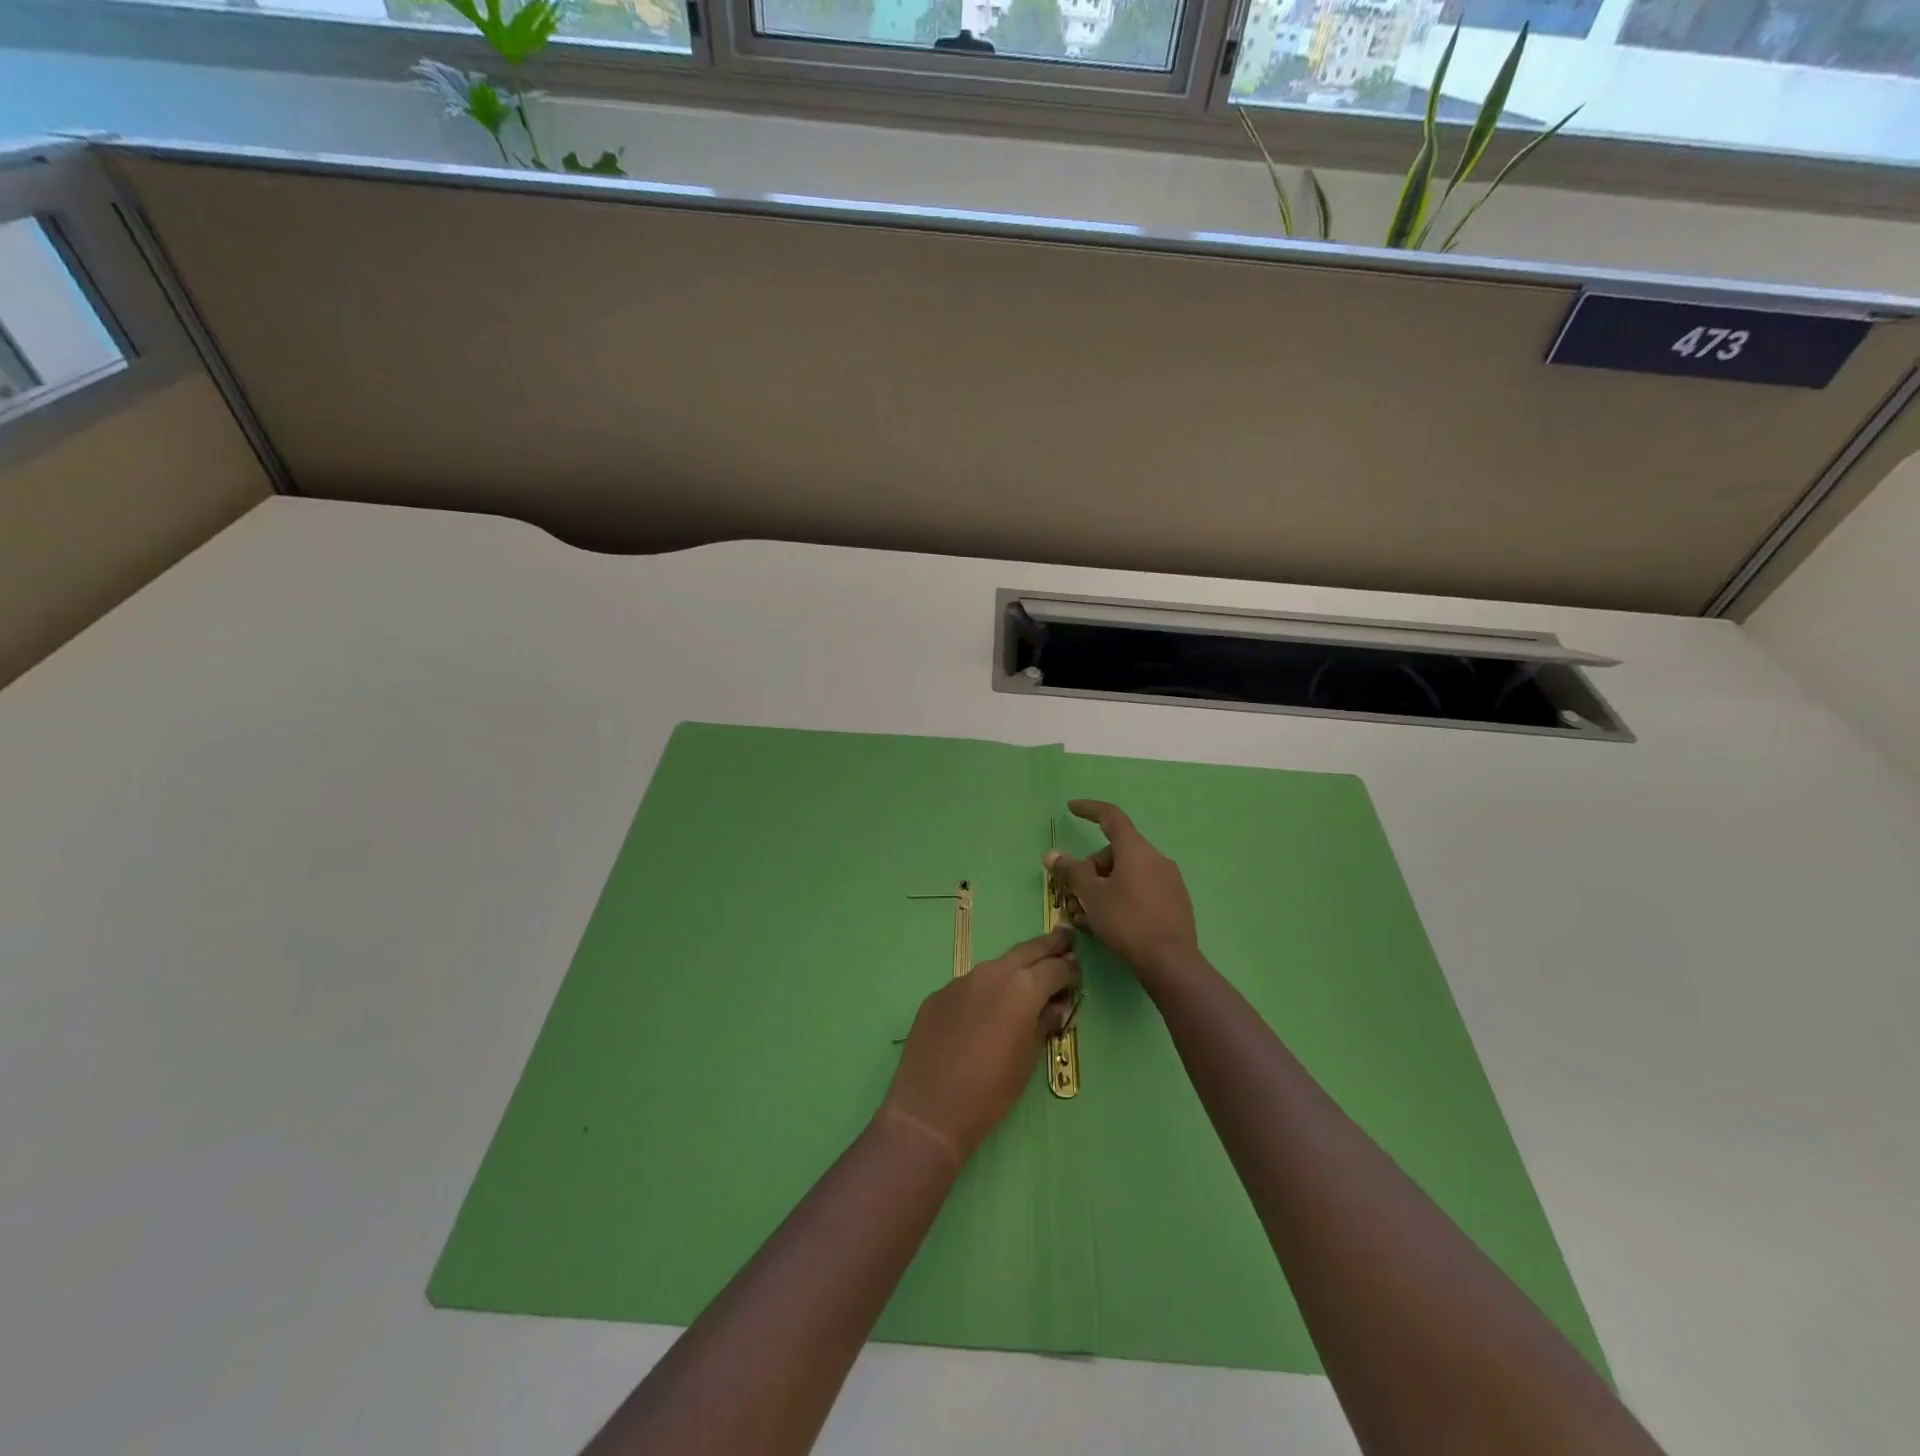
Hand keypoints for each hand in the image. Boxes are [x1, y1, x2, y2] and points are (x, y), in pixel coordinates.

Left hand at [879, 927, 1079, 1163]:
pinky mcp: (938, 995)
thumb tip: (1056, 1006)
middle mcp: (992, 973)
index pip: (1054, 968)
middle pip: (1026, 951)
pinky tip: (985, 1010)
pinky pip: (970, 986)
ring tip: (1027, 976)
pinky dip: (985, 991)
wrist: (930, 1108)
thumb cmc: (991, 1091)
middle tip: (1065, 936)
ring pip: (995, 967)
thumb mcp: (1028, 1060)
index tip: (1077, 968)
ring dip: (1014, 969)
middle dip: (1048, 944)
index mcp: (1022, 988)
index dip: (1069, 968)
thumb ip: (1044, 1024)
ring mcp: (961, 981)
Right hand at [1045, 800, 1198, 987]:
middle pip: (1117, 851)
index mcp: (1136, 850)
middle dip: (1093, 867)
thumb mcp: (1092, 895)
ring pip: (1129, 873)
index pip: (1111, 817)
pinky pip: (1143, 889)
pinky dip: (1123, 897)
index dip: (1089, 809)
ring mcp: (1170, 880)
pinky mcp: (1176, 902)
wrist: (1171, 962)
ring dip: (1106, 886)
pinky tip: (1111, 922)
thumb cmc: (1127, 921)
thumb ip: (1072, 871)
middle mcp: (1156, 858)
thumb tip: (1052, 854)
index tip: (1071, 808)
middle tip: (1076, 893)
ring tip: (1089, 914)